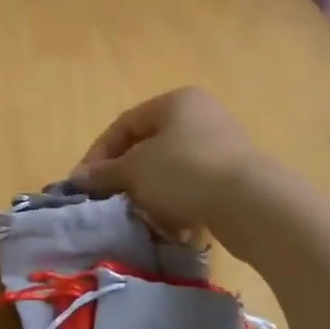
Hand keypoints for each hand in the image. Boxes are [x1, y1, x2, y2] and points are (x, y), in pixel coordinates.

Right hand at [69, 88, 263, 236]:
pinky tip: (171, 227)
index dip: (99, 154)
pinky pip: (193, 189)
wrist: (251, 204)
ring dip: (150, 194)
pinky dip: (177, 205)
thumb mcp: (135, 170)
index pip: (124, 124)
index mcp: (175, 101)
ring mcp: (221, 147)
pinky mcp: (234, 178)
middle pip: (148, 147)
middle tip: (110, 200)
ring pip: (170, 171)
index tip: (84, 184)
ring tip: (141, 217)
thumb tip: (78, 178)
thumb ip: (104, 172)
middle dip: (126, 177)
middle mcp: (200, 116)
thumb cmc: (185, 173)